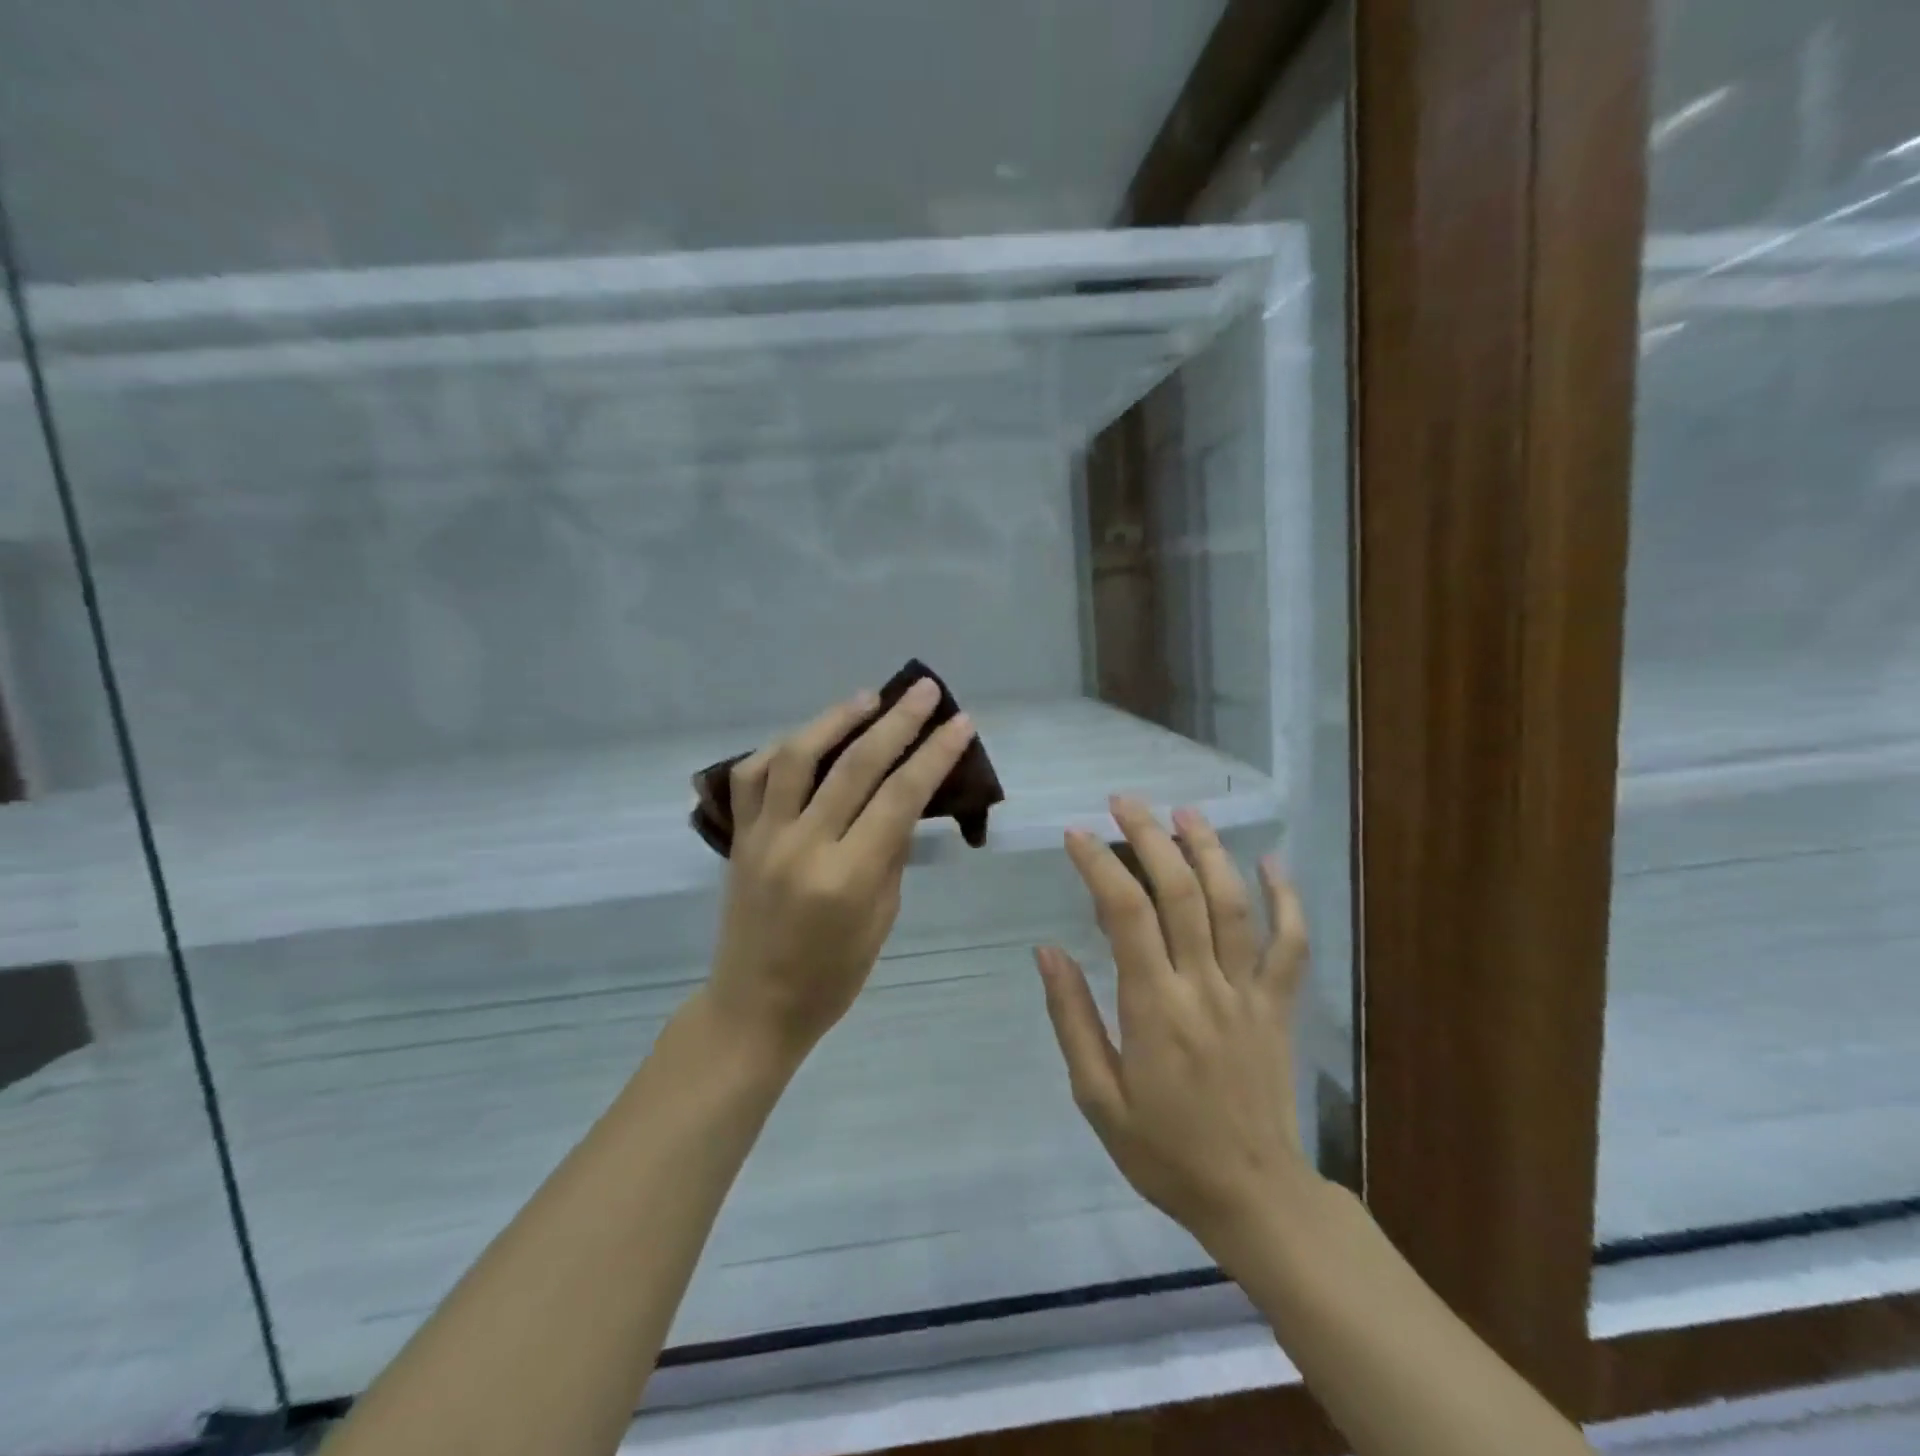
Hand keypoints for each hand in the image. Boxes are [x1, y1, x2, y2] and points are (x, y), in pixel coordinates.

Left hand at [705, 680, 977, 1063]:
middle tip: (924, 690)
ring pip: (796, 757)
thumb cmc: (833, 976)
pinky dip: (780, 748)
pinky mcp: (739, 837)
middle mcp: (803, 846)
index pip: (900, 797)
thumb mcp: (881, 919)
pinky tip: (807, 737)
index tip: (960, 722)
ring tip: (868, 697)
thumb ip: (891, 852)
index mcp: (847, 877)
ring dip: (835, 718)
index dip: (935, 754)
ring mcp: (763, 837)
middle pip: (855, 765)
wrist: (754, 1006)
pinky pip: (751, 777)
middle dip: (897, 721)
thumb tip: (905, 798)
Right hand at [1037, 798, 1316, 1259]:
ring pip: (1234, 904)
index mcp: (1155, 1009)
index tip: (1075, 835)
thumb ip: (1072, 1018)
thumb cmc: (1164, 1150)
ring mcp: (1250, 993)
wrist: (1253, 1196)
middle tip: (1124, 801)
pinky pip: (1291, 944)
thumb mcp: (1097, 1097)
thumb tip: (1047, 951)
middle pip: (1181, 893)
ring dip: (1209, 850)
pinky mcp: (1280, 1005)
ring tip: (1184, 811)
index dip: (1099, 866)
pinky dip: (1286, 898)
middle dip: (1150, 837)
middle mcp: (1204, 987)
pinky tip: (1271, 860)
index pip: (1126, 916)